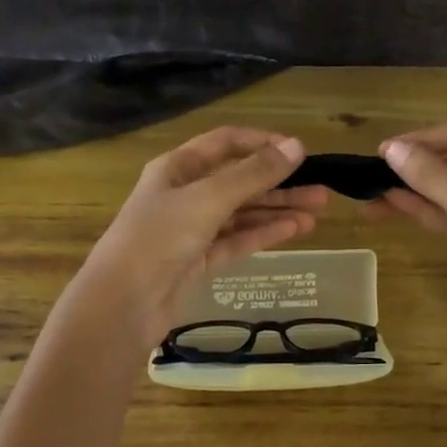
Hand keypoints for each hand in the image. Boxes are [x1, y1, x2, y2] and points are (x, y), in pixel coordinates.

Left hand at [64, 128, 328, 350]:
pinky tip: (295, 230)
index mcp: (177, 168)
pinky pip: (237, 241)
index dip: (262, 143)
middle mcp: (184, 194)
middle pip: (238, 180)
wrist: (124, 303)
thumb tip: (297, 147)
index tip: (300, 152)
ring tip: (318, 211)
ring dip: (277, 210)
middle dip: (278, 183)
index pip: (225, 143)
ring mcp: (191, 230)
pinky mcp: (198, 261)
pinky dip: (264, 234)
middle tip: (322, 189)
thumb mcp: (207, 199)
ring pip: (241, 213)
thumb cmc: (159, 238)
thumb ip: (253, 174)